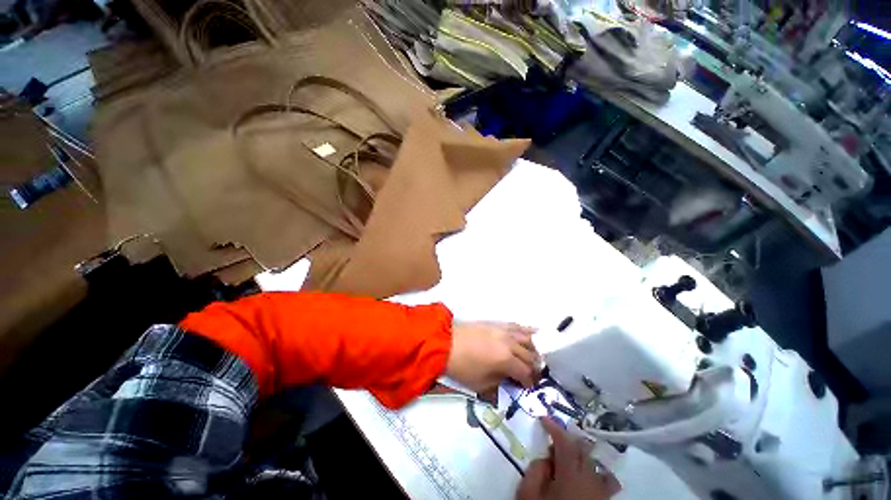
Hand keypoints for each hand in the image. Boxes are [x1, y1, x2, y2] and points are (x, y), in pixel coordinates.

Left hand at [445, 322, 539, 392]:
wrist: (446, 343)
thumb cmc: (462, 367)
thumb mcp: (481, 383)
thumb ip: (500, 381)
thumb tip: (509, 378)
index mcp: (506, 360)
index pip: (525, 372)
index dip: (529, 381)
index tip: (528, 386)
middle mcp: (509, 343)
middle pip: (529, 355)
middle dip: (534, 366)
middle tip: (533, 373)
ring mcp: (504, 331)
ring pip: (527, 338)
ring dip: (534, 349)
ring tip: (534, 356)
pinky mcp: (497, 324)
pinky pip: (516, 326)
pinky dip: (527, 330)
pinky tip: (534, 333)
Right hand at [516, 418, 620, 499]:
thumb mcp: (529, 495)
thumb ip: (536, 471)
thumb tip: (546, 458)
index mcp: (571, 475)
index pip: (565, 442)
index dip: (554, 427)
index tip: (543, 418)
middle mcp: (591, 480)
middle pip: (582, 450)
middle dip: (567, 441)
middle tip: (552, 443)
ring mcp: (600, 492)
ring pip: (595, 465)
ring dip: (581, 456)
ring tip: (568, 459)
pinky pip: (603, 480)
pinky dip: (593, 472)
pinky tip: (583, 477)